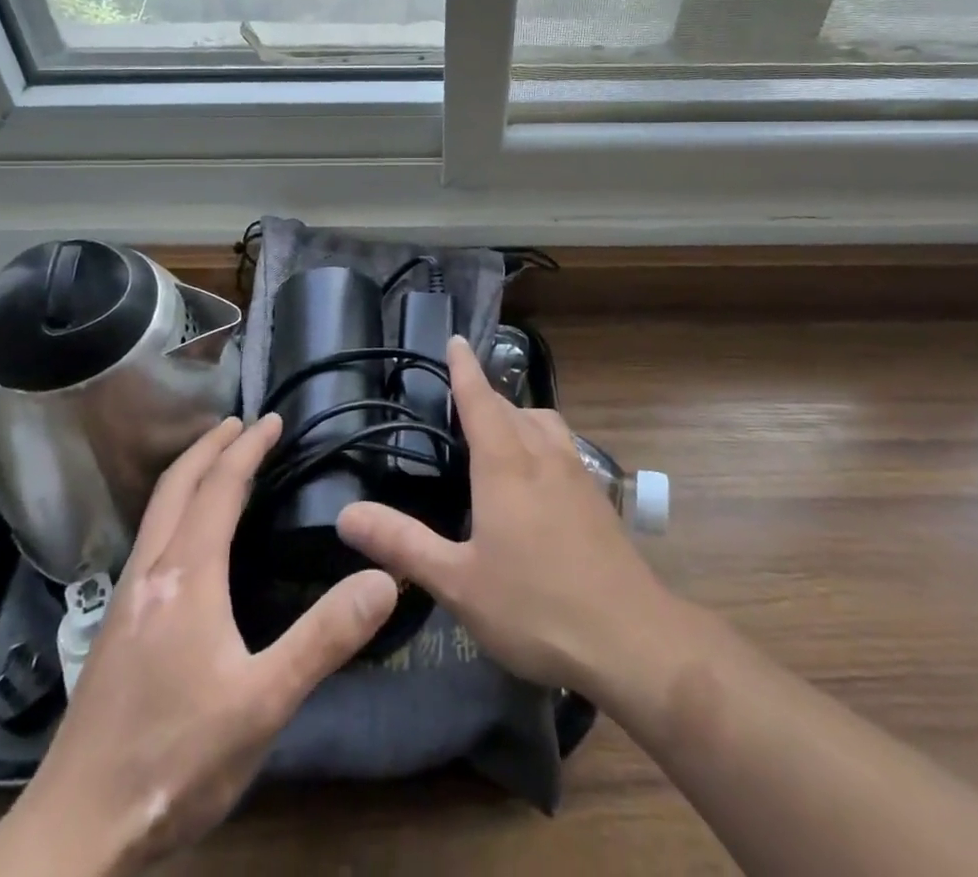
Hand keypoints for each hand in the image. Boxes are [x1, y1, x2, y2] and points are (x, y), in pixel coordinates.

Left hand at [0, 414, 398, 876]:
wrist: (73, 836)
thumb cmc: (172, 762)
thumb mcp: (262, 704)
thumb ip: (323, 638)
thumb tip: (383, 578)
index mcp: (186, 575)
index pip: (219, 488)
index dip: (247, 448)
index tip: (272, 419)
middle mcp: (150, 572)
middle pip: (176, 486)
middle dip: (209, 446)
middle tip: (241, 423)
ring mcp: (125, 600)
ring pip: (156, 511)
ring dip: (189, 475)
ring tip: (217, 463)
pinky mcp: (115, 628)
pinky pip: (150, 538)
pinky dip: (175, 508)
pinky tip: (187, 539)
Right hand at [337, 336, 669, 694]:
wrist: (630, 637)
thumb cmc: (535, 606)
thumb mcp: (457, 582)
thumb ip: (402, 544)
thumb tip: (346, 514)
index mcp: (505, 463)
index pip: (480, 399)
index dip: (464, 368)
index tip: (455, 340)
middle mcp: (542, 454)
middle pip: (511, 407)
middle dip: (485, 395)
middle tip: (460, 400)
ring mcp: (576, 473)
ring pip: (543, 422)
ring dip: (518, 415)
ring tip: (498, 433)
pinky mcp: (597, 496)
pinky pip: (562, 446)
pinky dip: (541, 440)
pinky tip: (536, 476)